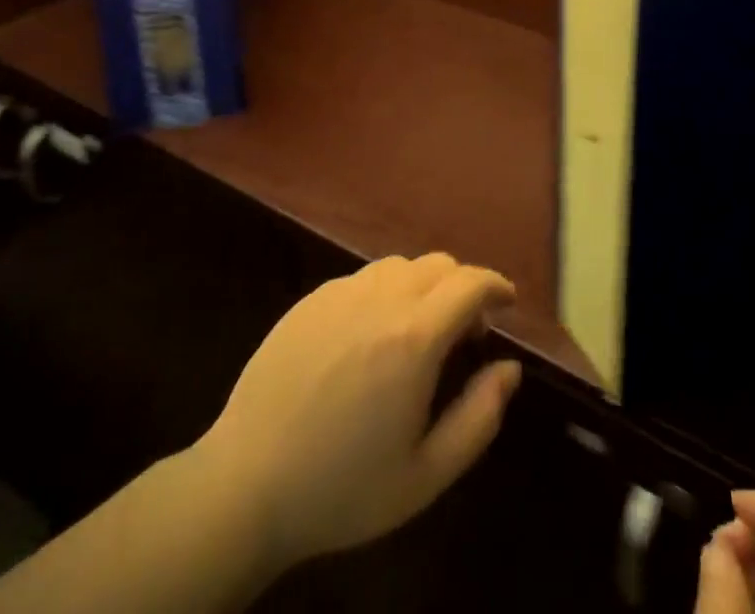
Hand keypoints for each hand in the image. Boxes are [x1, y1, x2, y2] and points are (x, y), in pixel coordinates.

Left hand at [200, 253, 520, 567]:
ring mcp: (340, 294)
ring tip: (419, 330)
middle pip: (438, 265)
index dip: (496, 285)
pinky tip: (372, 335)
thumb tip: (509, 368)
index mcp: (414, 338)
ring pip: (400, 265)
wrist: (245, 485)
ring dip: (424, 285)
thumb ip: (479, 417)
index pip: (470, 283)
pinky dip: (385, 292)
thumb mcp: (425, 475)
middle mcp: (380, 299)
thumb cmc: (342, 489)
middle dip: (463, 287)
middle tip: (465, 332)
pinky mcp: (310, 300)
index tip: (507, 302)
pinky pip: (362, 278)